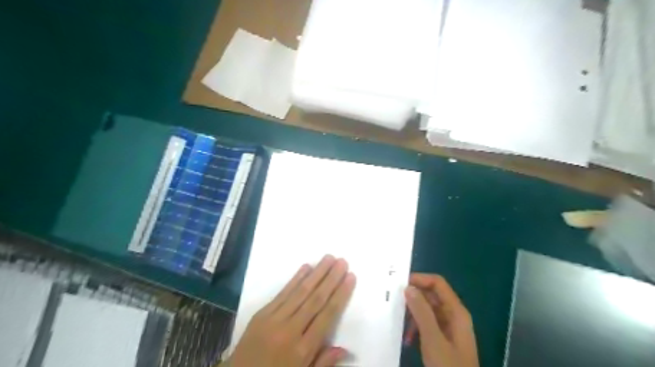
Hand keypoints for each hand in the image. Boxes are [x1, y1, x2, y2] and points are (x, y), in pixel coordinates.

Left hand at [229, 255, 355, 366]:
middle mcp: (290, 330)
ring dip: (316, 273)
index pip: (327, 316)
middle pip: (315, 299)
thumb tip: (345, 348)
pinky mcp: (261, 314)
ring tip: (328, 258)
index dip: (340, 295)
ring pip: (300, 292)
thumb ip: (323, 363)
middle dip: (331, 278)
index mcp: (302, 350)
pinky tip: (305, 267)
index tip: (350, 277)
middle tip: (342, 261)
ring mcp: (274, 320)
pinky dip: (295, 279)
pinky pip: (282, 293)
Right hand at [405, 274, 476, 366]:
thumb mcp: (433, 339)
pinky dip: (416, 327)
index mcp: (456, 311)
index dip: (420, 279)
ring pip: (428, 310)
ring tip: (399, 323)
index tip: (400, 284)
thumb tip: (408, 287)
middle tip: (394, 303)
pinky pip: (428, 324)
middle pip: (432, 295)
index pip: (437, 283)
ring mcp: (449, 328)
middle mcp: (453, 315)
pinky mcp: (444, 339)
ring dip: (413, 315)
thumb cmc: (448, 366)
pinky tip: (407, 339)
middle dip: (413, 298)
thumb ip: (421, 312)